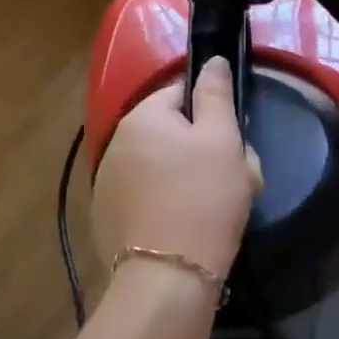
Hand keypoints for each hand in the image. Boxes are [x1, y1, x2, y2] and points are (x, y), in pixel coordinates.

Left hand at [92, 57, 262, 279]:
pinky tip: (183, 226)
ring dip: (184, 176)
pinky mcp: (107, 216)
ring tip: (210, 207)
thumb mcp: (222, 139)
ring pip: (159, 165)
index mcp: (142, 115)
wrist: (168, 278)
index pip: (180, 93)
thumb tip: (212, 60)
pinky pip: (145, 195)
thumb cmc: (203, 198)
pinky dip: (164, 202)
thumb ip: (216, 94)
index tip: (232, 142)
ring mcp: (106, 181)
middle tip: (230, 178)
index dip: (211, 113)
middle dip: (200, 148)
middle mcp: (115, 141)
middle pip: (169, 131)